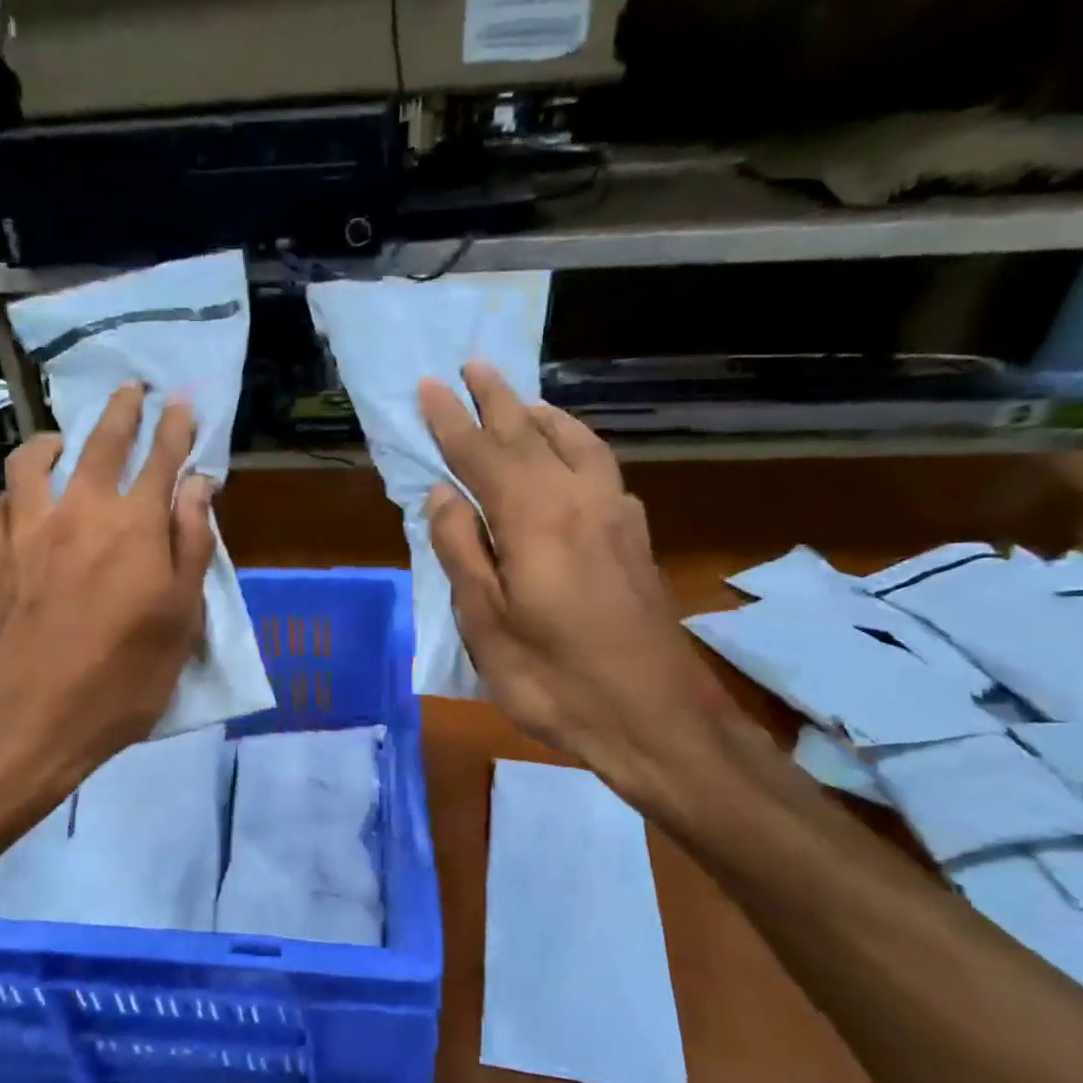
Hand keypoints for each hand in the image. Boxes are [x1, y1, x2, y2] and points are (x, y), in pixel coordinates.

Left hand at [0, 384, 213, 820]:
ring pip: (34, 460)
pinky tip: (21, 501)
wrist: (28, 723)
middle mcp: (79, 512)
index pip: (161, 459)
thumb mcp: (180, 622)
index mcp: (134, 528)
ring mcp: (28, 531)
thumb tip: (198, 487)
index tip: (183, 399)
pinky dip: (14, 492)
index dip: (176, 426)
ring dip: (55, 440)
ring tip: (64, 440)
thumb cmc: (121, 681)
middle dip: (122, 410)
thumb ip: (191, 547)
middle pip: (100, 443)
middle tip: (133, 389)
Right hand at [420, 362, 732, 808]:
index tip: (429, 386)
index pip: (482, 454)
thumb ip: (462, 551)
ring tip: (522, 401)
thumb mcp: (486, 624)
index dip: (452, 420)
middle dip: (498, 399)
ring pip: (577, 444)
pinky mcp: (635, 539)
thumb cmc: (554, 678)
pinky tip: (572, 457)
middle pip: (531, 435)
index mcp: (533, 518)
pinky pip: (601, 468)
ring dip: (543, 416)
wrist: (654, 718)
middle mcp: (578, 500)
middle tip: (474, 365)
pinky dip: (577, 446)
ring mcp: (615, 516)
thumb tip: (443, 495)